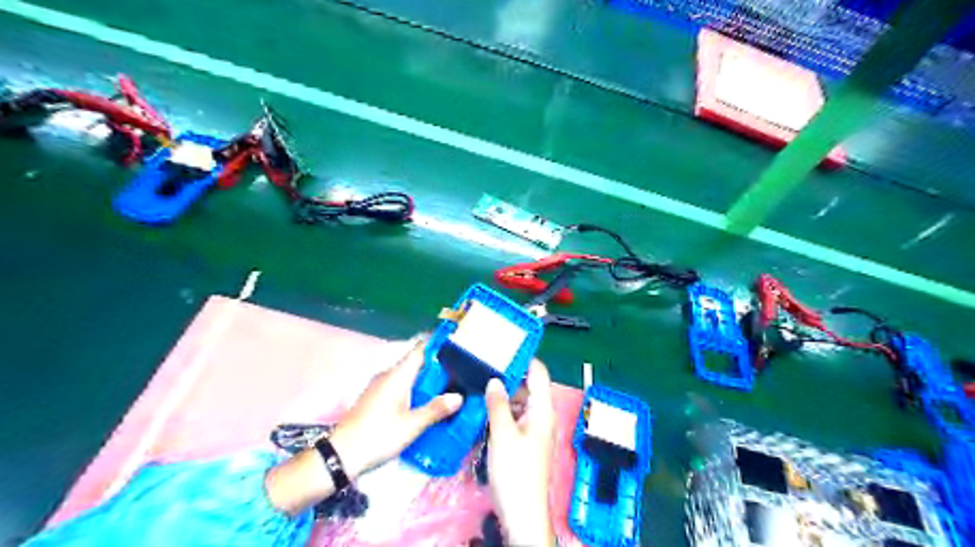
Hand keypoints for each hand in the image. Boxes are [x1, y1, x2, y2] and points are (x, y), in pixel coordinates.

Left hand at [329, 338, 462, 478]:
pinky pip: (401, 386)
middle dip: (437, 366)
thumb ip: (436, 409)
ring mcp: (380, 387)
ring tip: (449, 387)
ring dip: (426, 380)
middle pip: (416, 363)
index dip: (438, 346)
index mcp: (398, 375)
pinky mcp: (376, 399)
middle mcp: (388, 376)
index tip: (457, 348)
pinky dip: (415, 390)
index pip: (420, 350)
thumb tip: (459, 397)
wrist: (341, 456)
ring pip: (408, 376)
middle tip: (460, 372)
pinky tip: (426, 403)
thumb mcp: (412, 425)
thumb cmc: (378, 436)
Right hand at [488, 361, 555, 544]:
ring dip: (503, 393)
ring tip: (481, 382)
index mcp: (542, 409)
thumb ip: (498, 403)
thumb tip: (495, 380)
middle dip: (508, 375)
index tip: (504, 346)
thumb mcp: (503, 433)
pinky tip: (484, 407)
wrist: (521, 512)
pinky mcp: (524, 441)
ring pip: (519, 401)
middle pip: (528, 386)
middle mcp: (541, 415)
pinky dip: (502, 409)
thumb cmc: (515, 471)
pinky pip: (514, 416)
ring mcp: (532, 429)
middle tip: (484, 364)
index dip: (524, 358)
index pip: (538, 372)